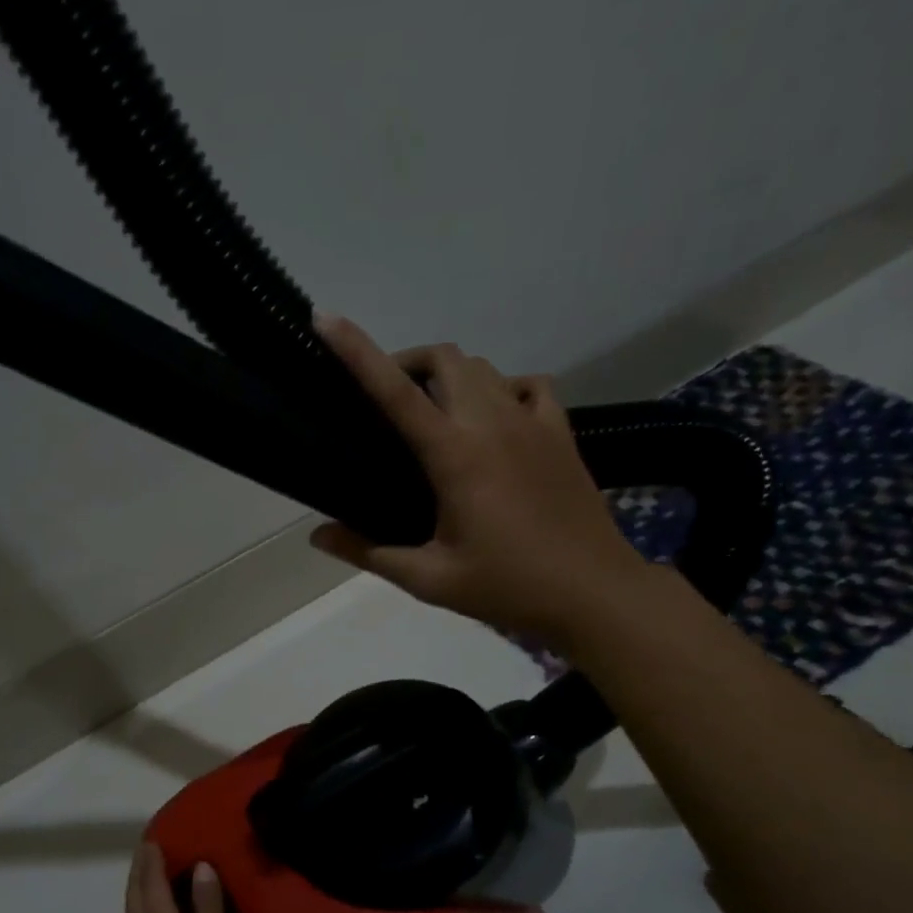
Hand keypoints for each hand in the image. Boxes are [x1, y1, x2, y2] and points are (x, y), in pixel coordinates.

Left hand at [125, 843, 236, 912]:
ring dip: (143, 887)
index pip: (150, 880)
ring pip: (138, 911)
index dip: (151, 857)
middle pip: (136, 894)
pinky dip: (152, 908)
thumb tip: (200, 866)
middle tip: (151, 848)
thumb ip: (206, 904)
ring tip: (157, 872)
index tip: (154, 834)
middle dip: (140, 869)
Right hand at [309, 312, 647, 650]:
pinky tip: (493, 419)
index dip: (357, 351)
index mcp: (455, 455)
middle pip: (445, 358)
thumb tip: (318, 536)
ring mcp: (533, 423)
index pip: (396, 391)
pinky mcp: (561, 433)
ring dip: (450, 374)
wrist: (594, 593)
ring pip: (484, 367)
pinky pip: (527, 386)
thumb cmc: (507, 587)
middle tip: (386, 398)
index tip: (327, 320)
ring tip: (433, 410)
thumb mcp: (429, 579)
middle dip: (407, 362)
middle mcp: (493, 423)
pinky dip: (501, 388)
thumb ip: (369, 553)